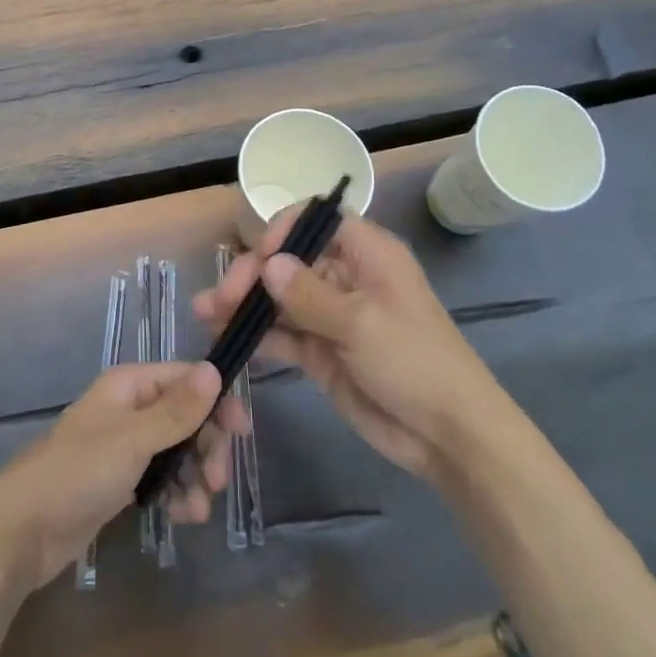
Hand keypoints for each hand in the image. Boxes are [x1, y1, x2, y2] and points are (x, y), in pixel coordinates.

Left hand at [0, 361, 248, 591]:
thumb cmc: (77, 473)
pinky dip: (177, 494)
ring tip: (199, 510)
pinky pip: (161, 478)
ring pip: (176, 451)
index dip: (216, 401)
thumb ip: (176, 409)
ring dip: (195, 476)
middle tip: (219, 480)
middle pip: (185, 416)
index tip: (242, 431)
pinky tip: (183, 517)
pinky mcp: (120, 481)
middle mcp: (129, 409)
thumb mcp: (133, 440)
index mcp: (129, 386)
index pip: (185, 379)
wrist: (21, 530)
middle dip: (206, 446)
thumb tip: (215, 369)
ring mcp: (124, 447)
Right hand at [194, 211, 497, 484]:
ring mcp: (331, 316)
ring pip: (280, 298)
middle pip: (290, 260)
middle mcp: (346, 277)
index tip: (261, 257)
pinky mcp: (321, 352)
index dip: (285, 230)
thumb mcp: (361, 323)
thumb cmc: (415, 362)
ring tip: (207, 314)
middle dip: (253, 273)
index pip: (318, 220)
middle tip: (223, 298)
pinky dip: (257, 335)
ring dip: (245, 304)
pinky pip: (283, 334)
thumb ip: (309, 294)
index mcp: (367, 254)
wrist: (447, 436)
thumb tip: (267, 263)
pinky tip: (227, 339)